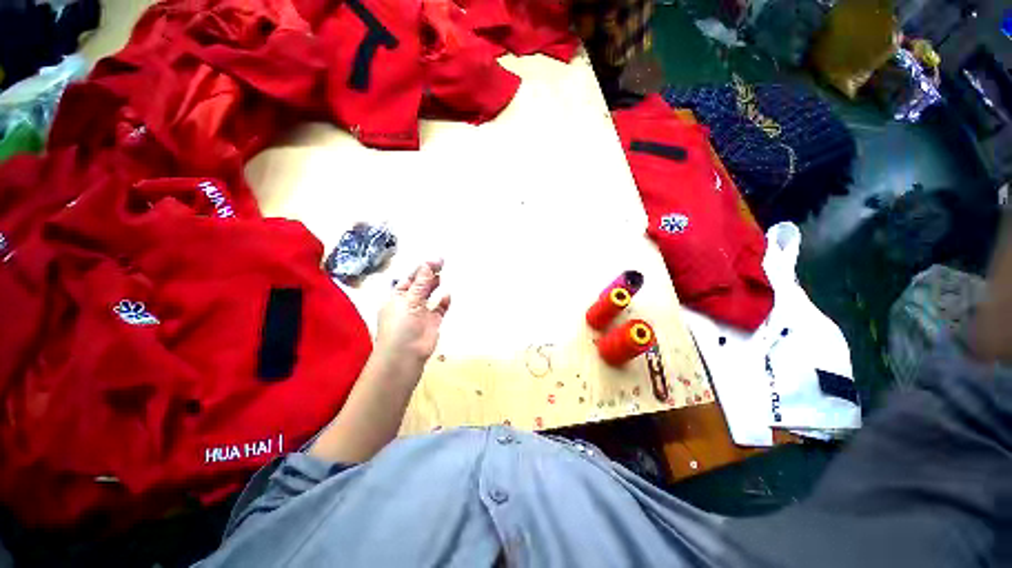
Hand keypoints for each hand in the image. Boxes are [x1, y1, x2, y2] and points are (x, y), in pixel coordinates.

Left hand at [375, 260, 450, 365]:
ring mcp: (421, 313)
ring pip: (429, 295)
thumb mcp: (409, 300)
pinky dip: (444, 302)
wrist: (405, 355)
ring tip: (444, 275)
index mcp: (397, 296)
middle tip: (443, 263)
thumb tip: (428, 264)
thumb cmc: (401, 325)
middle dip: (429, 274)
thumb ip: (421, 282)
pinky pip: (439, 309)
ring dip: (435, 285)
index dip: (422, 268)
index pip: (410, 278)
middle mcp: (408, 303)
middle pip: (420, 284)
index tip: (436, 260)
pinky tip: (448, 295)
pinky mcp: (432, 322)